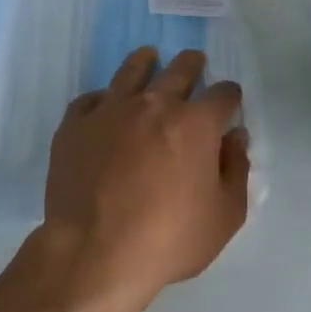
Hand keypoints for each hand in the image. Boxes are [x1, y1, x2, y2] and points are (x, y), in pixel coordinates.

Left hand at [40, 47, 250, 300]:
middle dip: (192, 66)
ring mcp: (109, 112)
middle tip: (195, 63)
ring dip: (145, 62)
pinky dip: (103, 97)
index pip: (223, 94)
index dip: (230, 97)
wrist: (94, 254)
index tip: (229, 103)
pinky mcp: (74, 127)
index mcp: (195, 124)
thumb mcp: (224, 216)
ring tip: (149, 57)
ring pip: (131, 72)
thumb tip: (235, 138)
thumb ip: (236, 170)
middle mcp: (153, 105)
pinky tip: (105, 103)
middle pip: (178, 71)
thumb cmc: (168, 240)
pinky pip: (90, 99)